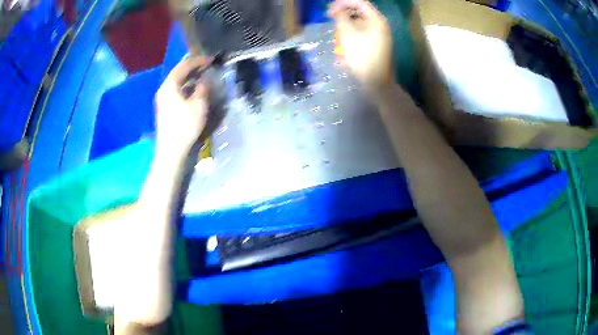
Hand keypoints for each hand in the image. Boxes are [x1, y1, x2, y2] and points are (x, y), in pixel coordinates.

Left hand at [154, 56, 210, 156]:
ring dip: (189, 76)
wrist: (171, 150)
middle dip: (193, 66)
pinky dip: (186, 85)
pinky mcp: (165, 107)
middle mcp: (164, 89)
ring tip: (202, 74)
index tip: (211, 59)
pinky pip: (176, 89)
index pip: (184, 66)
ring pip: (177, 81)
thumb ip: (202, 88)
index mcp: (170, 85)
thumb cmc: (184, 126)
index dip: (198, 61)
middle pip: (178, 72)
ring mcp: (163, 99)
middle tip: (207, 64)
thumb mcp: (198, 105)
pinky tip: (194, 88)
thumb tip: (204, 80)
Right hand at [328, 0, 393, 92]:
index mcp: (376, 20)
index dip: (343, 2)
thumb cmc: (362, 56)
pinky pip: (362, 34)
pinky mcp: (377, 45)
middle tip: (330, 17)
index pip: (359, 2)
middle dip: (344, 13)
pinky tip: (343, 43)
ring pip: (360, 23)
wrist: (376, 82)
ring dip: (346, 25)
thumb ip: (340, 17)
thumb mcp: (348, 33)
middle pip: (360, 12)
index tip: (329, 7)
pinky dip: (351, 35)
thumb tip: (336, 9)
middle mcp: (380, 25)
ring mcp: (380, 36)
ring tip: (335, 31)